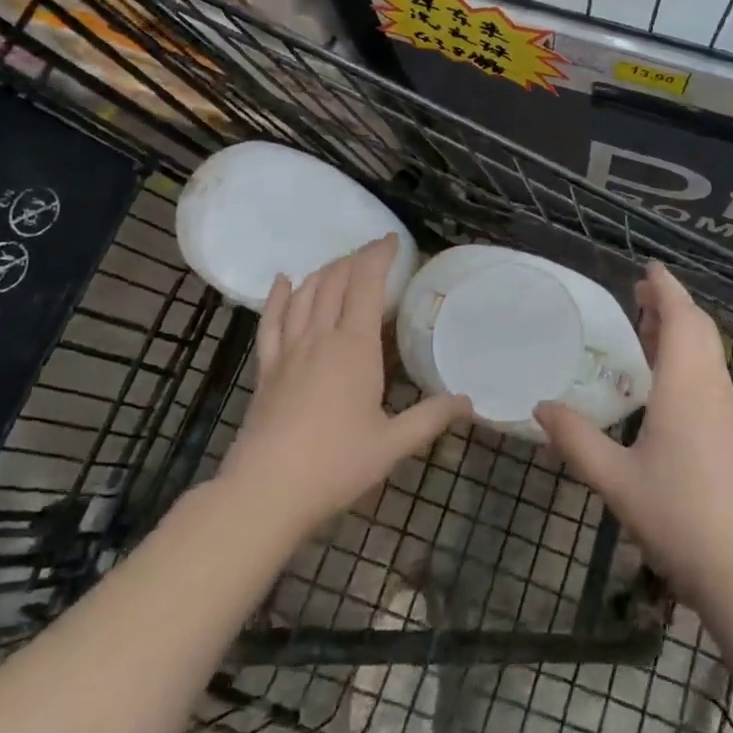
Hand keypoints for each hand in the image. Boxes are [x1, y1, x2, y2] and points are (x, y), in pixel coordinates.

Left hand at [219, 237, 469, 537]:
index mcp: (355, 347)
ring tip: (340, 264)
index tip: (392, 241)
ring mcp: (289, 350)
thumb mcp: (391, 445)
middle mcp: (321, 337)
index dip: (379, 256)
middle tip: (373, 252)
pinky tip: (284, 281)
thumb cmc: (334, 466)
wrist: (265, 492)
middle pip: (335, 281)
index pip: (367, 284)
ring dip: (324, 272)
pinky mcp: (266, 368)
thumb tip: (468, 401)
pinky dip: (279, 296)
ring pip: (305, 294)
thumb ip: (430, 419)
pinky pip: (271, 321)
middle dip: (355, 259)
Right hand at [534, 262, 732, 611]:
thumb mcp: (616, 479)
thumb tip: (540, 407)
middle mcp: (713, 388)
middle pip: (699, 328)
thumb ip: (576, 440)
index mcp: (687, 385)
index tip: (648, 266)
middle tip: (638, 295)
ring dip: (682, 331)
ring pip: (708, 352)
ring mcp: (729, 411)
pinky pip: (711, 375)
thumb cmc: (679, 516)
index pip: (681, 317)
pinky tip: (666, 382)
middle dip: (672, 304)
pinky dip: (689, 358)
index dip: (666, 287)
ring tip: (648, 329)